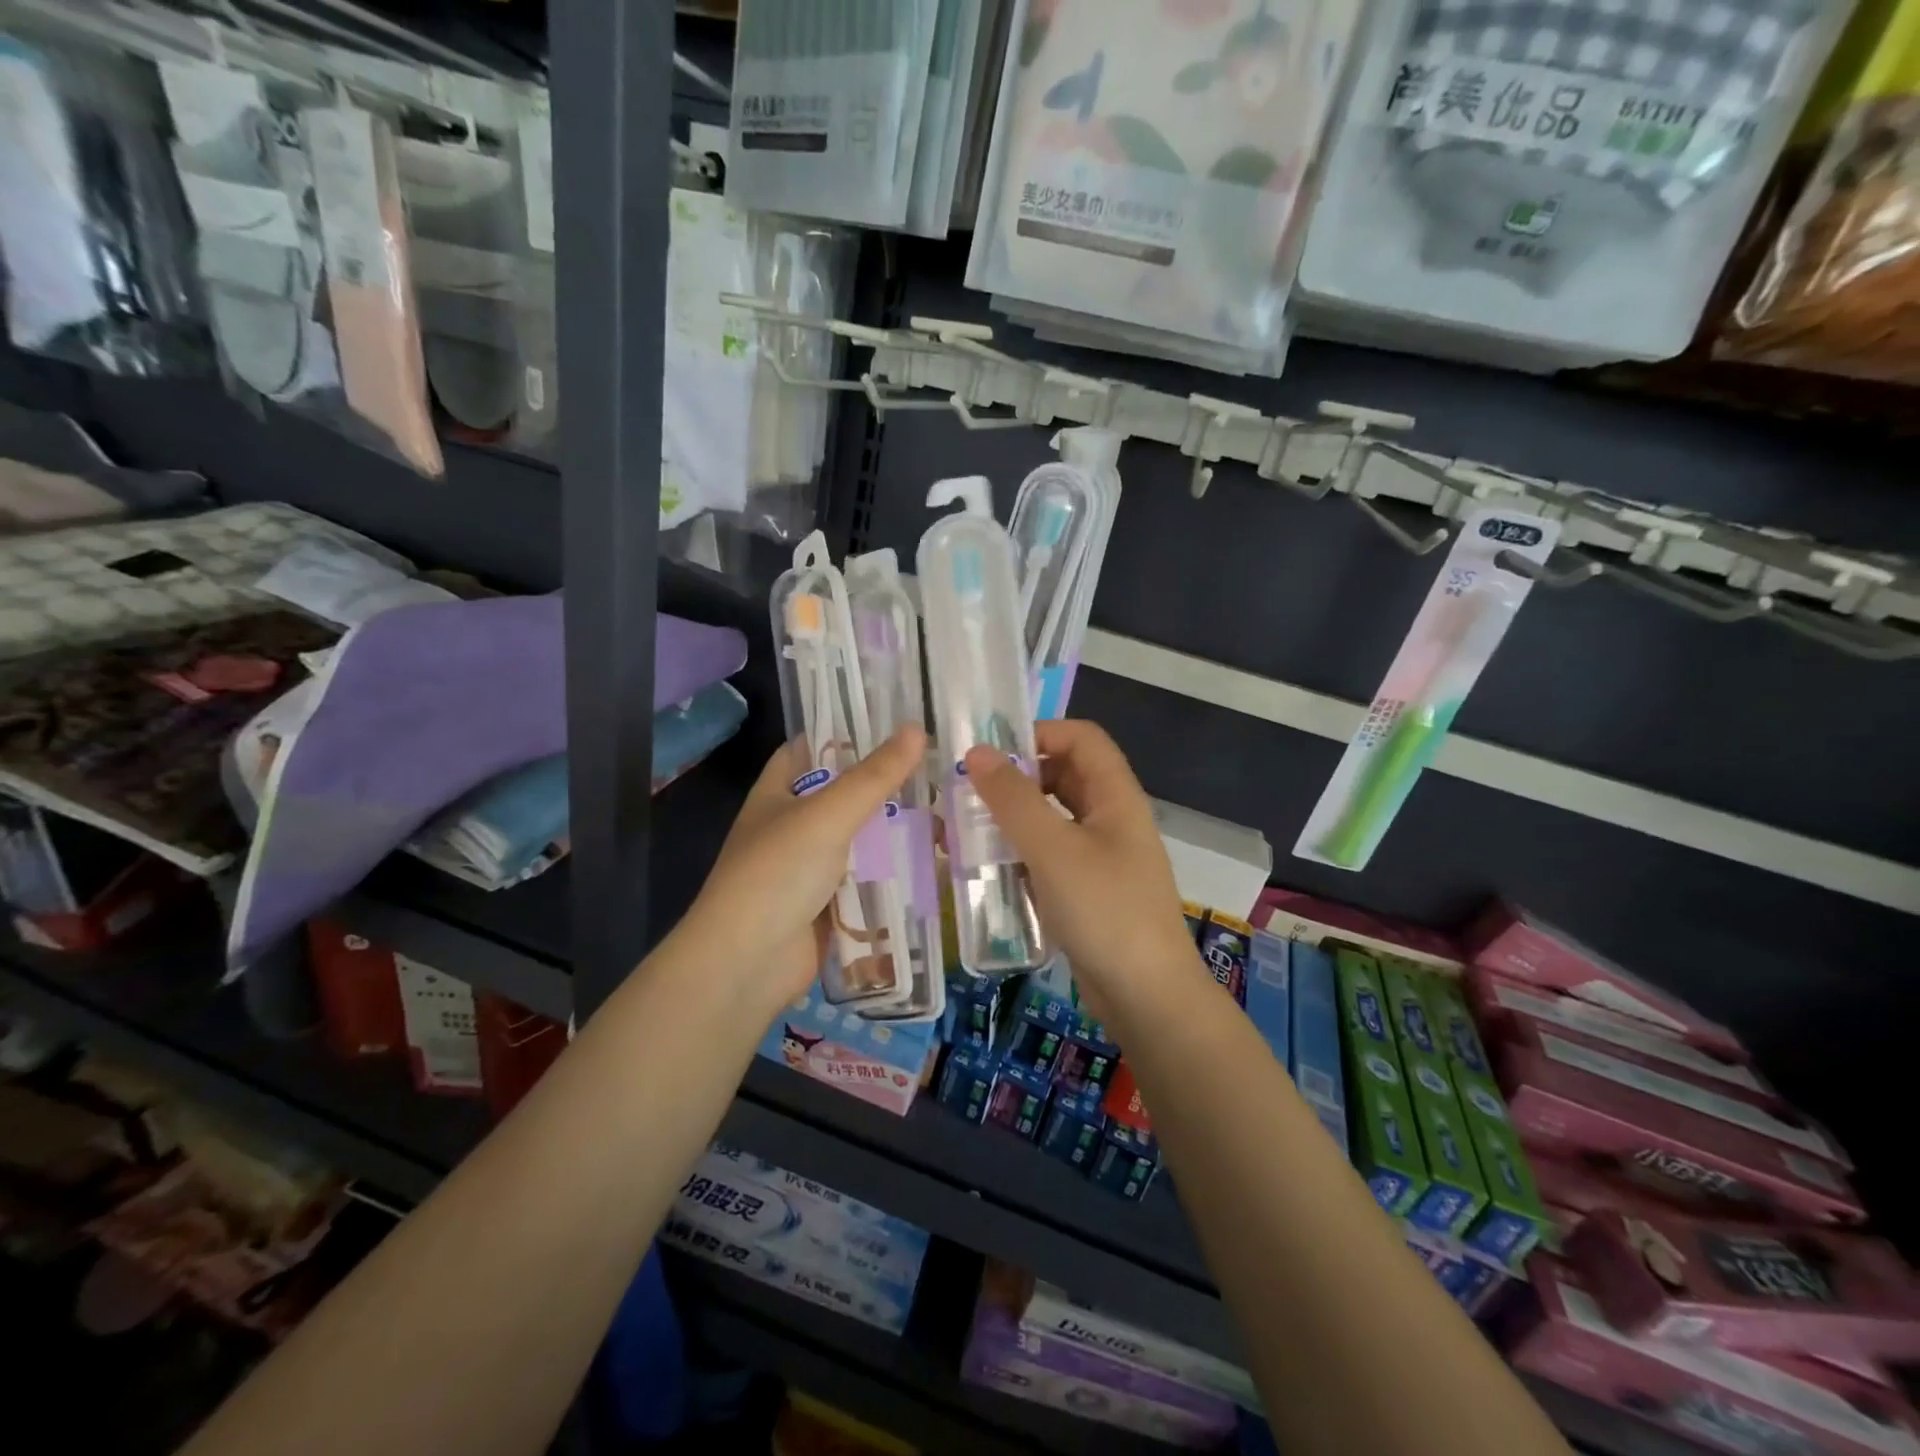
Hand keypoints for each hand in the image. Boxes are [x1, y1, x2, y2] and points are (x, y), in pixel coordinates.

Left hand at [677, 727, 926, 1011]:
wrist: (747, 963)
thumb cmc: (777, 873)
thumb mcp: (827, 815)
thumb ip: (874, 776)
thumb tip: (918, 730)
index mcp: (777, 794)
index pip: (810, 749)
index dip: (845, 733)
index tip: (894, 723)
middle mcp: (792, 825)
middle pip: (844, 795)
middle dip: (886, 786)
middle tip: (939, 771)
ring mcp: (810, 867)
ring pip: (860, 839)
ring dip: (895, 832)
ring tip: (949, 814)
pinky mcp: (829, 903)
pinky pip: (867, 879)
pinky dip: (894, 872)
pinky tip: (935, 862)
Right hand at [964, 720, 1203, 1015]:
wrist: (1146, 996)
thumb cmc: (1104, 910)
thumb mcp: (1053, 849)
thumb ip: (1013, 799)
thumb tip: (976, 753)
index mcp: (1115, 796)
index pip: (1081, 737)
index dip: (1040, 733)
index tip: (992, 754)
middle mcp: (1111, 818)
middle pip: (1064, 776)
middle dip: (1017, 778)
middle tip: (970, 793)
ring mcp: (1101, 856)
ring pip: (1053, 818)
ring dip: (1014, 818)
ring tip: (967, 830)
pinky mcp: (1087, 890)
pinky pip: (1050, 855)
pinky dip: (1021, 853)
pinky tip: (988, 869)